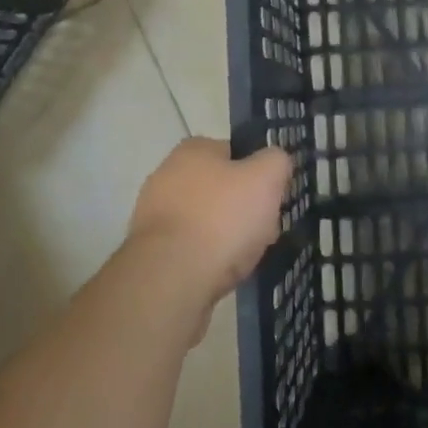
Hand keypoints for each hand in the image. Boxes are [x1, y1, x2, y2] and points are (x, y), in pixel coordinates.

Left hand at [126, 138, 292, 310]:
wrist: (172, 278)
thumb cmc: (222, 218)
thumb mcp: (266, 178)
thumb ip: (276, 161)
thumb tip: (276, 161)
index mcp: (192, 150)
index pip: (235, 153)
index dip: (259, 174)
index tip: (273, 198)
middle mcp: (167, 175)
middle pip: (221, 189)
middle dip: (244, 208)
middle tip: (264, 230)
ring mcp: (154, 214)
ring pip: (207, 220)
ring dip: (227, 235)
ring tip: (245, 256)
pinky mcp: (150, 250)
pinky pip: (191, 248)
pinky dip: (208, 257)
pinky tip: (221, 272)